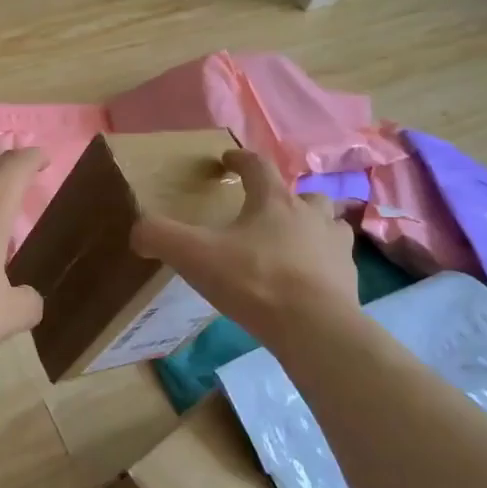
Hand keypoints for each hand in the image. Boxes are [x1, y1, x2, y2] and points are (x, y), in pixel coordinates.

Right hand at [130, 149, 359, 351]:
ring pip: (329, 223)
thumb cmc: (254, 281)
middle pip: (304, 193)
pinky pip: (337, 262)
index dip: (239, 159)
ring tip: (294, 243)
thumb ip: (160, 237)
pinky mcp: (349, 279)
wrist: (314, 327)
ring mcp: (335, 246)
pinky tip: (307, 281)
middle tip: (266, 211)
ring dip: (313, 226)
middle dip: (285, 197)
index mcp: (274, 201)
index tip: (226, 161)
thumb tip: (137, 232)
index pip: (257, 165)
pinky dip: (323, 264)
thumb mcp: (194, 256)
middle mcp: (310, 215)